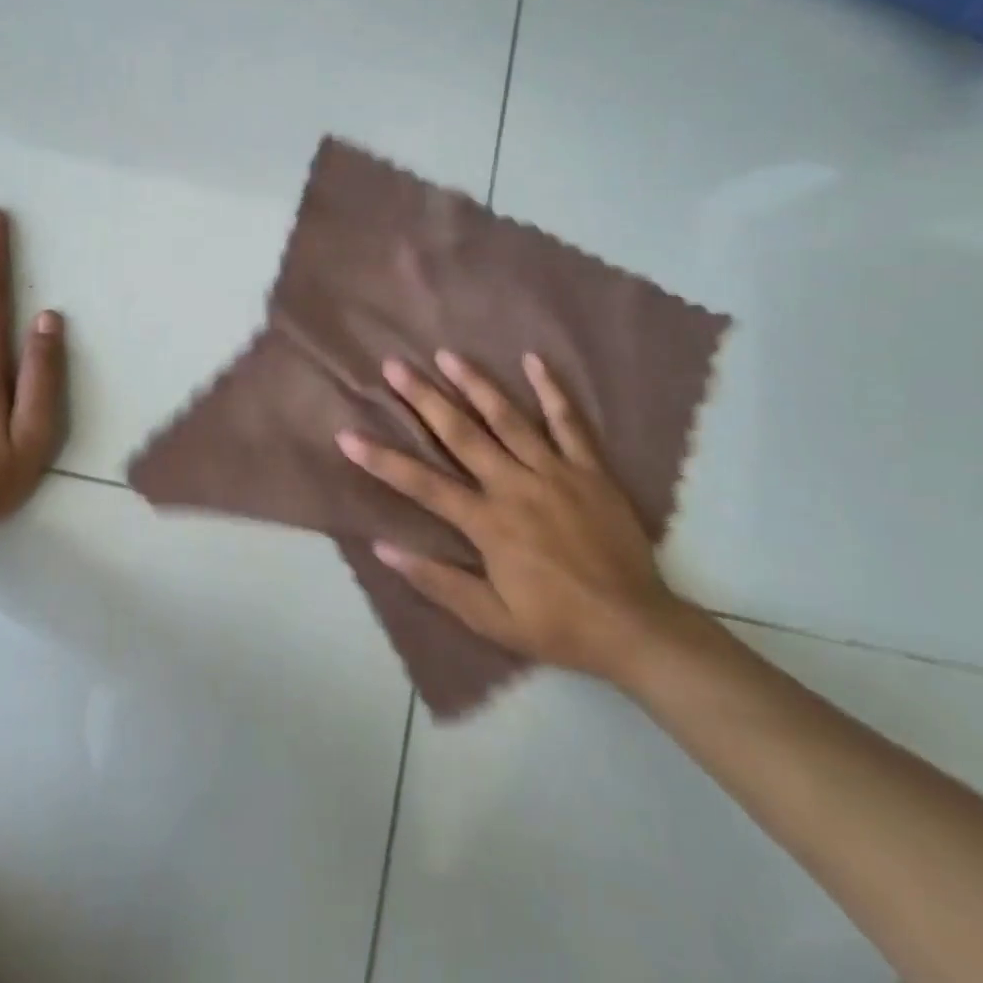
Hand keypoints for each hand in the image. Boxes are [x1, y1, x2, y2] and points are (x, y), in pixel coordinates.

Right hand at [337, 351, 692, 683]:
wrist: (635, 627)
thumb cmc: (557, 625)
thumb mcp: (491, 620)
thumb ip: (438, 581)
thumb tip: (384, 547)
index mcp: (489, 523)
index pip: (423, 485)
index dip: (382, 460)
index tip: (347, 435)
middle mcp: (516, 486)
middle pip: (462, 435)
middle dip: (424, 398)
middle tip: (395, 366)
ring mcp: (555, 472)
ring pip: (509, 418)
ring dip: (475, 384)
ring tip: (447, 354)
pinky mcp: (589, 470)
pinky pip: (569, 423)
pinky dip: (552, 390)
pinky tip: (533, 360)